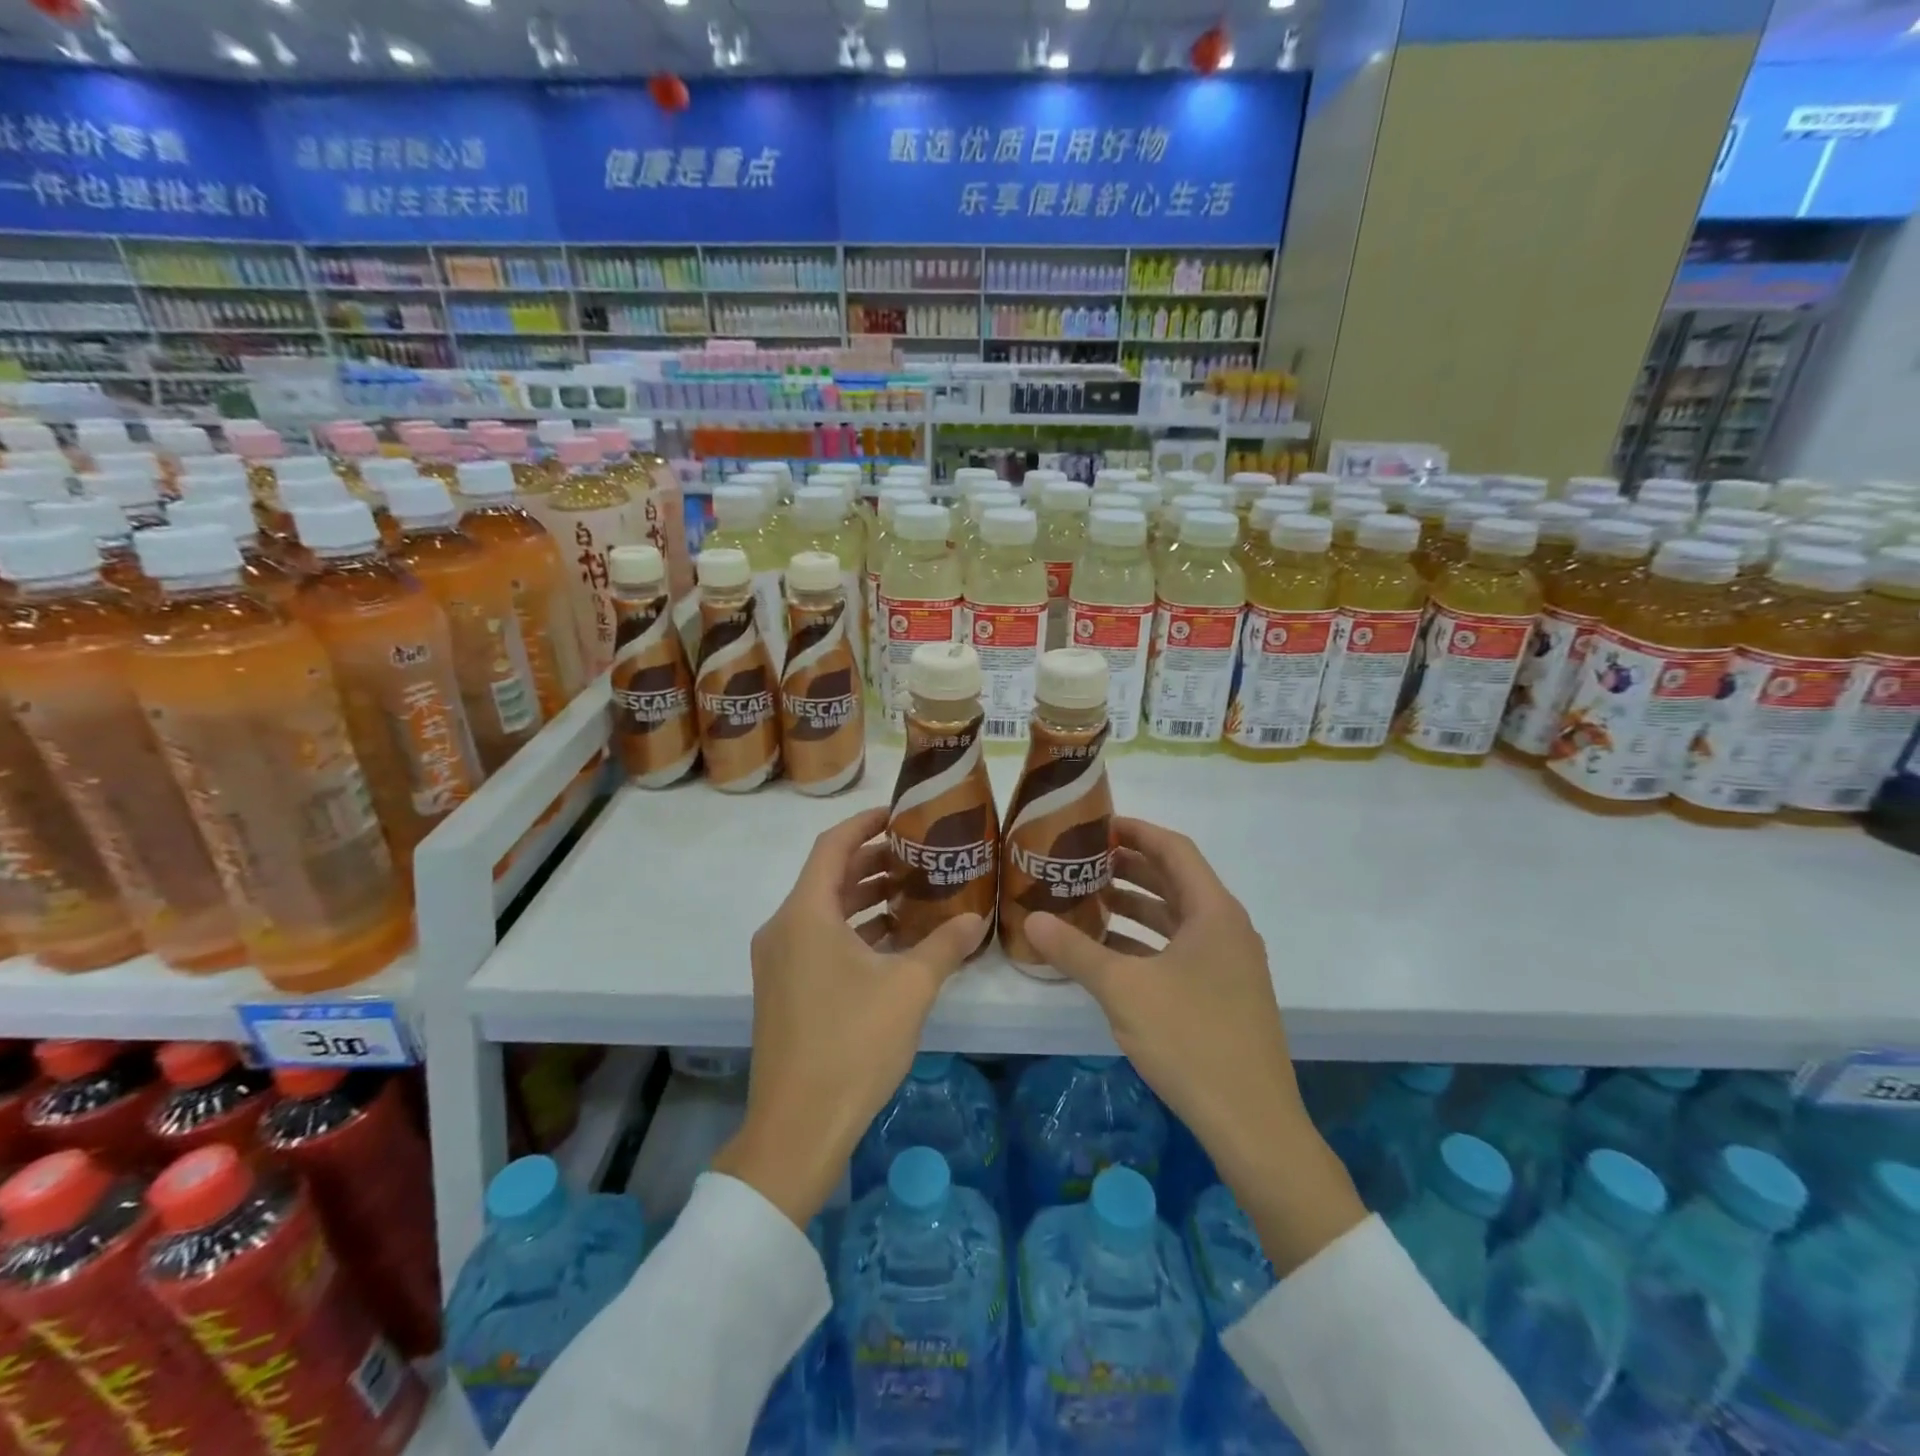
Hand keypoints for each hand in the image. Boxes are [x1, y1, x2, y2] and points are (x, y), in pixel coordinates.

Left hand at [713, 806, 984, 1228]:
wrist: (797, 1128)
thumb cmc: (852, 1044)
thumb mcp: (909, 989)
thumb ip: (943, 945)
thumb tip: (975, 916)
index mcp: (805, 915)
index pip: (832, 846)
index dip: (865, 823)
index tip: (898, 814)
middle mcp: (782, 929)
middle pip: (828, 877)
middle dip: (872, 862)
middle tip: (917, 856)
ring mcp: (778, 962)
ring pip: (823, 912)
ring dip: (863, 899)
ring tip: (911, 893)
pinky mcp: (782, 989)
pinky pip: (817, 941)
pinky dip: (852, 931)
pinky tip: (892, 942)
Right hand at [1026, 817, 1365, 1273]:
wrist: (1252, 1123)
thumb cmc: (1190, 1040)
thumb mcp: (1123, 990)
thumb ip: (1076, 950)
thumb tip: (1031, 919)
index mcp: (1213, 912)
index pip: (1173, 848)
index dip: (1135, 831)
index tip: (1095, 825)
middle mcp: (1227, 928)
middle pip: (1175, 880)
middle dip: (1128, 868)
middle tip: (1081, 862)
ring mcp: (1229, 963)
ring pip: (1176, 917)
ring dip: (1135, 906)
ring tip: (1088, 900)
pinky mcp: (1224, 993)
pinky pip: (1180, 949)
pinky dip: (1146, 942)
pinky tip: (1109, 953)